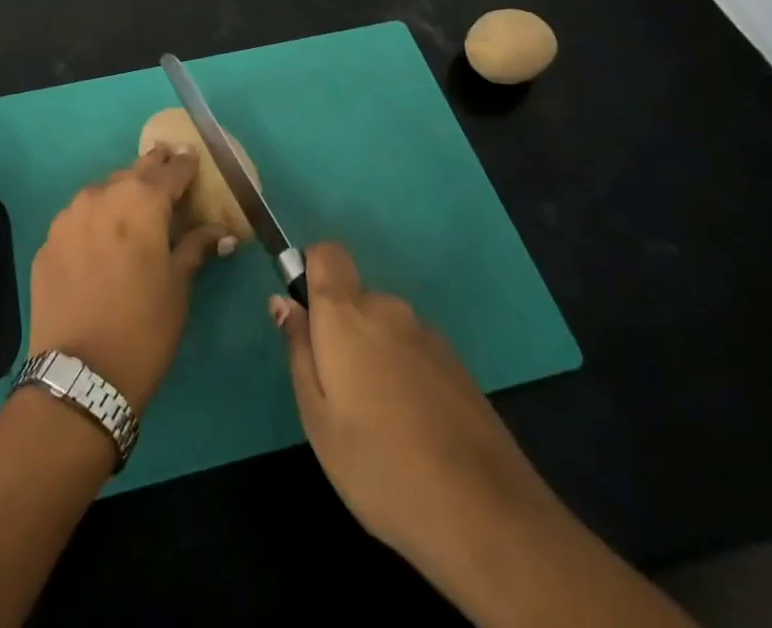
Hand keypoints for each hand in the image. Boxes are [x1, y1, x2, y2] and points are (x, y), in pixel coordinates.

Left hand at [29, 148, 235, 412]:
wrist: (79, 376)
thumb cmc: (144, 328)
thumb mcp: (178, 287)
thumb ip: (196, 247)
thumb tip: (223, 232)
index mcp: (141, 200)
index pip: (170, 170)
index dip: (184, 164)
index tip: (192, 158)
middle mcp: (102, 194)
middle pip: (133, 172)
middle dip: (152, 170)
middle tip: (166, 166)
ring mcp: (68, 216)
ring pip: (102, 191)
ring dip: (121, 193)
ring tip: (134, 206)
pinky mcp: (48, 241)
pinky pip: (78, 219)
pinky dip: (95, 221)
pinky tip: (102, 240)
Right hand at [271, 242, 557, 564]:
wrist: (488, 518)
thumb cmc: (382, 469)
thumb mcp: (318, 419)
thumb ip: (298, 350)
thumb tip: (283, 302)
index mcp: (347, 315)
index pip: (326, 253)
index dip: (310, 269)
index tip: (304, 316)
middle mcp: (388, 310)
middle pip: (355, 297)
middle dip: (340, 330)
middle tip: (338, 394)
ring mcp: (428, 336)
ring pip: (384, 327)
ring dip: (373, 355)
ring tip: (378, 422)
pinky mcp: (457, 365)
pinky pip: (413, 351)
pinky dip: (404, 374)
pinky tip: (413, 430)